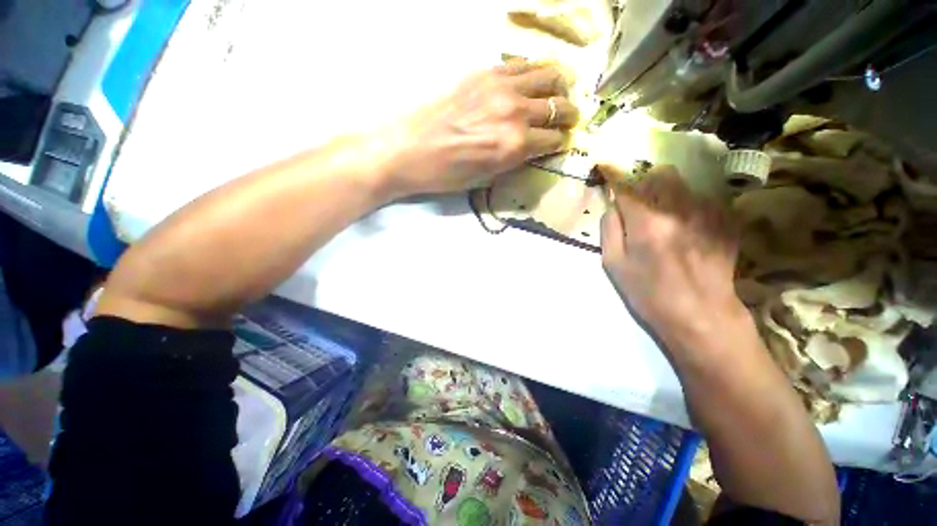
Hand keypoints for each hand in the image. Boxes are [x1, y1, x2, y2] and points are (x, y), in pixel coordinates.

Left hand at [377, 63, 579, 196]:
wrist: (406, 149)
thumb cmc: (445, 174)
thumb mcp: (485, 178)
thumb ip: (513, 160)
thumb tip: (532, 148)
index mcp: (514, 145)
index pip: (554, 139)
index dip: (560, 142)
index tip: (560, 142)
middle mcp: (515, 112)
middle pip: (558, 106)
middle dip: (568, 114)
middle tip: (568, 117)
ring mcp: (500, 87)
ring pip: (548, 75)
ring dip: (559, 86)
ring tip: (559, 92)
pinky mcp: (484, 72)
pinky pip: (522, 64)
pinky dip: (535, 71)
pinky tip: (533, 79)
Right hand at [600, 165, 742, 344]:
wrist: (701, 315)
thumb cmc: (648, 293)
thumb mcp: (614, 265)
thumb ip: (609, 229)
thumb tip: (614, 204)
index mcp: (647, 223)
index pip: (626, 186)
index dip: (614, 174)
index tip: (606, 166)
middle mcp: (679, 210)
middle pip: (662, 174)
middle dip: (647, 183)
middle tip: (642, 203)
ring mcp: (708, 213)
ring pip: (684, 186)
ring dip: (669, 195)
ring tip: (668, 221)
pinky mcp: (726, 222)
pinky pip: (704, 200)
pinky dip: (690, 207)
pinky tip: (690, 231)